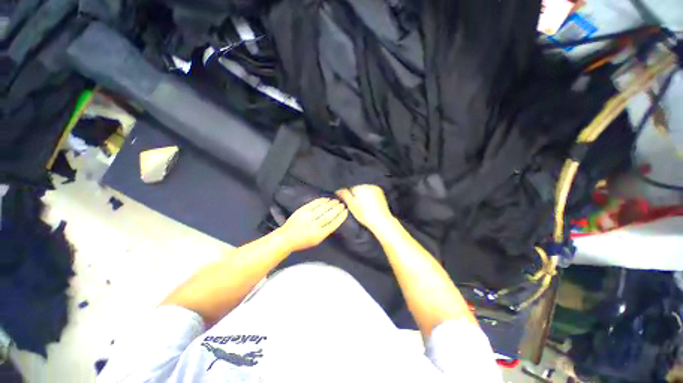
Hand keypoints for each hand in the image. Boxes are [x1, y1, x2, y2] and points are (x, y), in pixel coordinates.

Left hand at [277, 198, 347, 251]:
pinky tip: (326, 199)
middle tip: (342, 204)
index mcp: (319, 235)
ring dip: (331, 204)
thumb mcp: (317, 241)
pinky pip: (314, 203)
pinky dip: (321, 201)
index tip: (346, 211)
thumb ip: (326, 231)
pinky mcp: (302, 210)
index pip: (333, 224)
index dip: (340, 217)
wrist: (286, 238)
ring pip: (322, 208)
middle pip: (329, 215)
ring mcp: (307, 217)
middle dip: (337, 209)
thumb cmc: (303, 241)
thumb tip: (335, 220)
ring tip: (336, 201)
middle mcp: (314, 225)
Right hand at [336, 185, 393, 231]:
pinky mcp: (381, 193)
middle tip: (357, 207)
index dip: (349, 197)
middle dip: (356, 195)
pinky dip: (370, 197)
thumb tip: (338, 190)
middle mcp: (368, 185)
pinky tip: (370, 205)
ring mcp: (376, 188)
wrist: (381, 221)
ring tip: (364, 207)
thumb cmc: (364, 214)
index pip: (350, 189)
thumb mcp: (352, 205)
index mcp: (360, 187)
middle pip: (358, 189)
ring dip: (363, 196)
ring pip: (365, 190)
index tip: (350, 204)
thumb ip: (344, 196)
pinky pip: (371, 192)